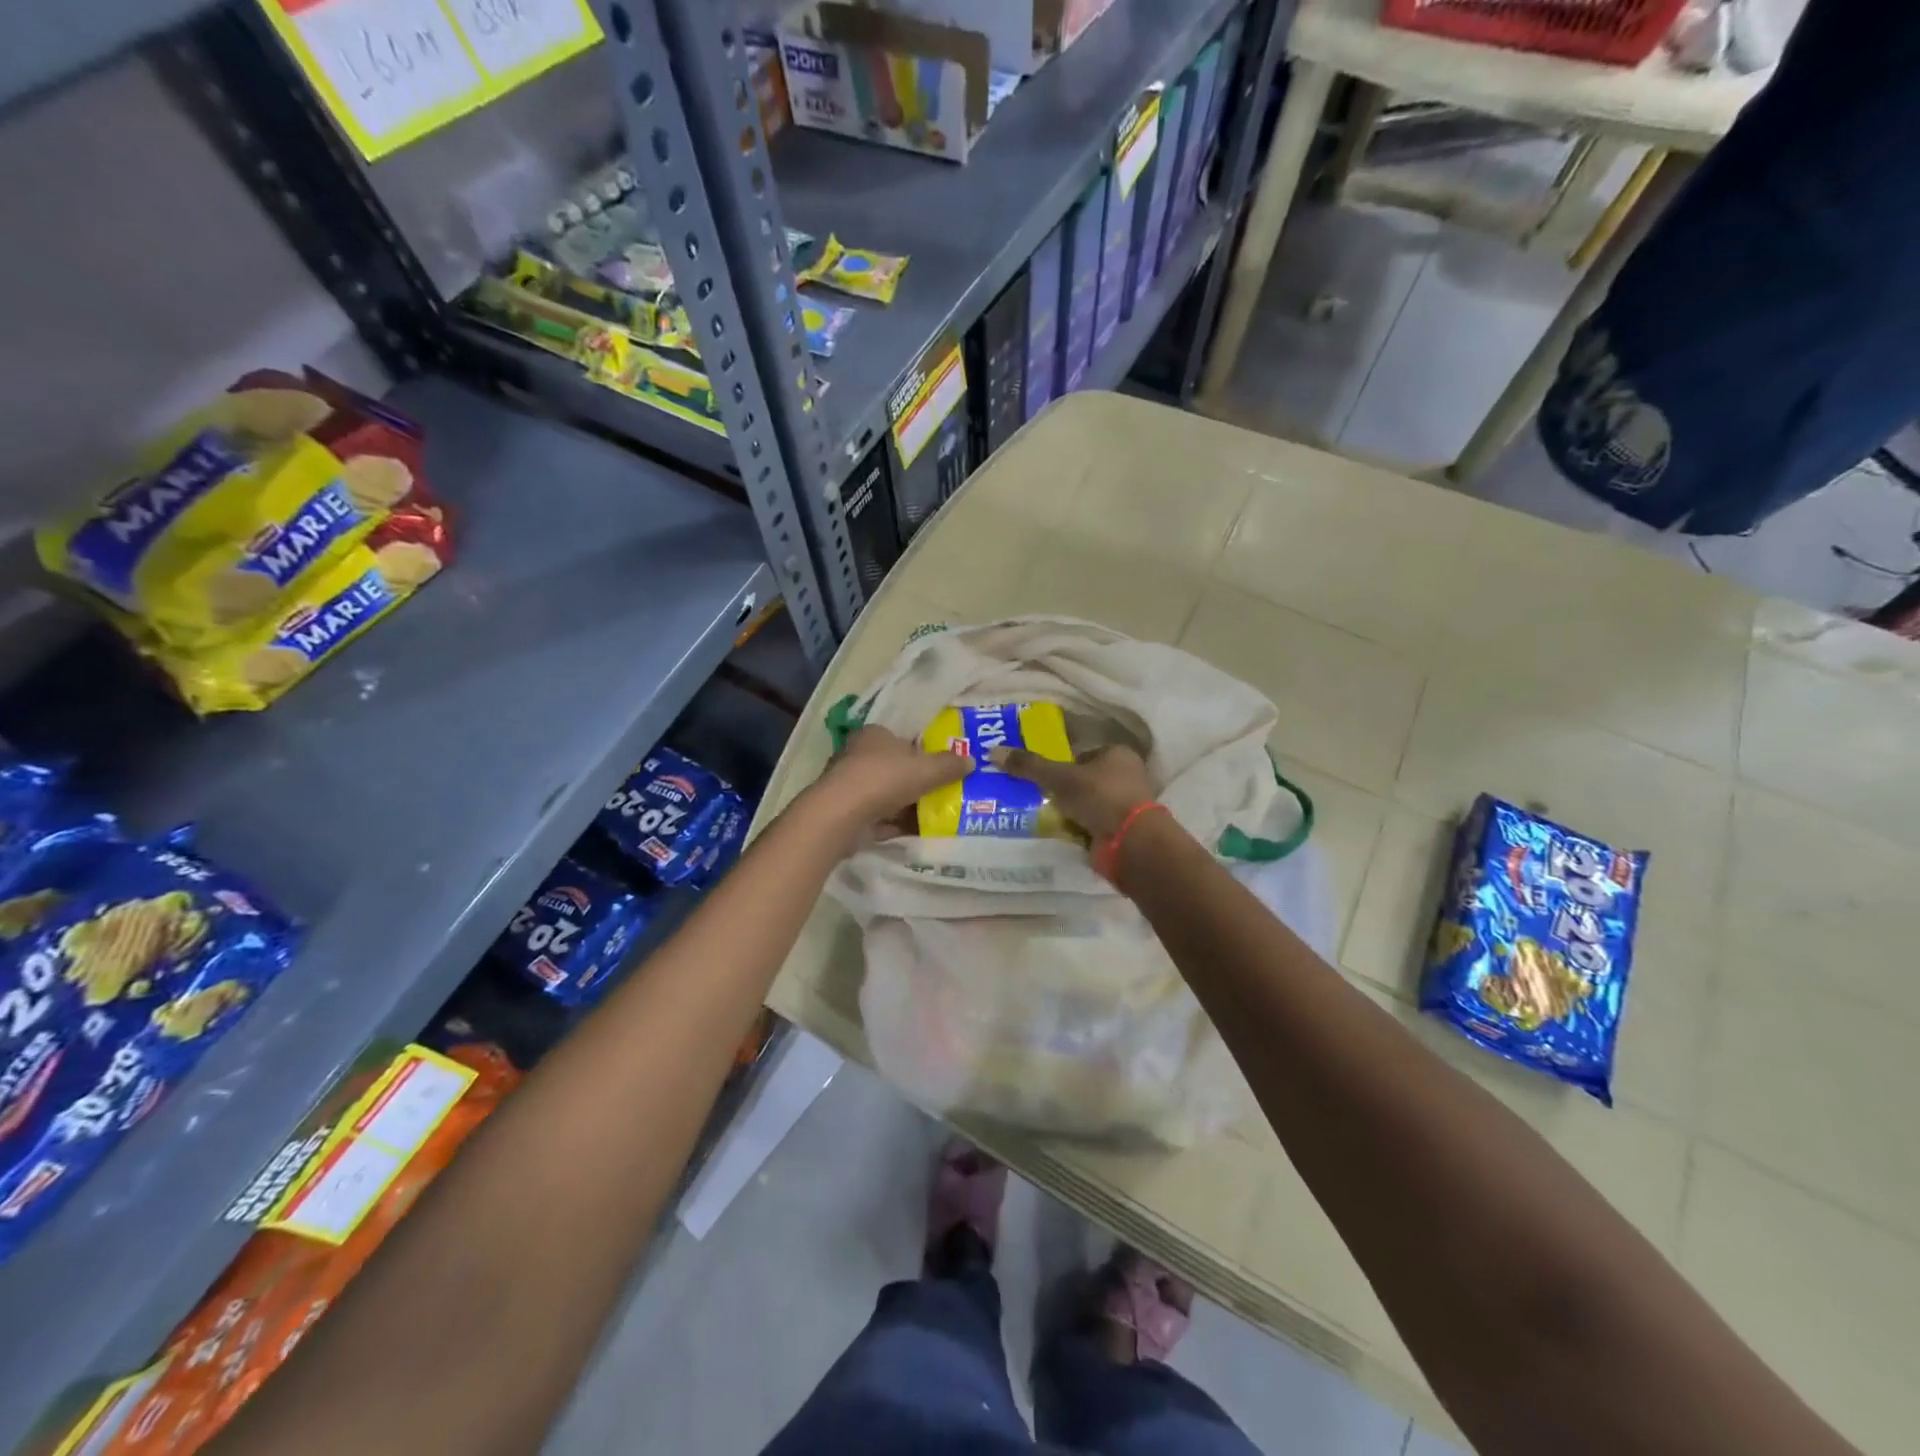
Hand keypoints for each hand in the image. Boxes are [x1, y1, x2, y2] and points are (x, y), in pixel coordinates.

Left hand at [807, 725, 968, 844]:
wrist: (842, 816)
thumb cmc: (884, 779)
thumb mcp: (926, 769)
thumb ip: (949, 765)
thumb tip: (971, 761)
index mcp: (874, 735)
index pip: (902, 740)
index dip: (922, 753)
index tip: (942, 769)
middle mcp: (859, 756)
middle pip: (895, 768)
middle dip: (917, 782)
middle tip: (944, 794)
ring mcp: (851, 786)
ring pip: (887, 795)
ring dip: (908, 806)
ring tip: (937, 817)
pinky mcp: (848, 813)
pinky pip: (879, 818)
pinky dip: (896, 824)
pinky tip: (917, 834)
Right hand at [989, 743, 1153, 839]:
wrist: (1130, 843)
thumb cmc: (1100, 797)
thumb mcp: (1060, 777)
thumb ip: (1029, 765)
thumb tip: (994, 751)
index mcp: (1118, 755)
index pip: (1083, 753)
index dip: (1061, 762)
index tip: (1039, 774)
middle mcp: (1126, 777)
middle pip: (1085, 779)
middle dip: (1062, 789)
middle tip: (1034, 795)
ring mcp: (1125, 806)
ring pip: (1087, 804)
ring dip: (1069, 810)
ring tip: (1039, 815)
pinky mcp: (1121, 831)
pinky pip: (1091, 825)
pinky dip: (1077, 829)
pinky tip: (1057, 833)